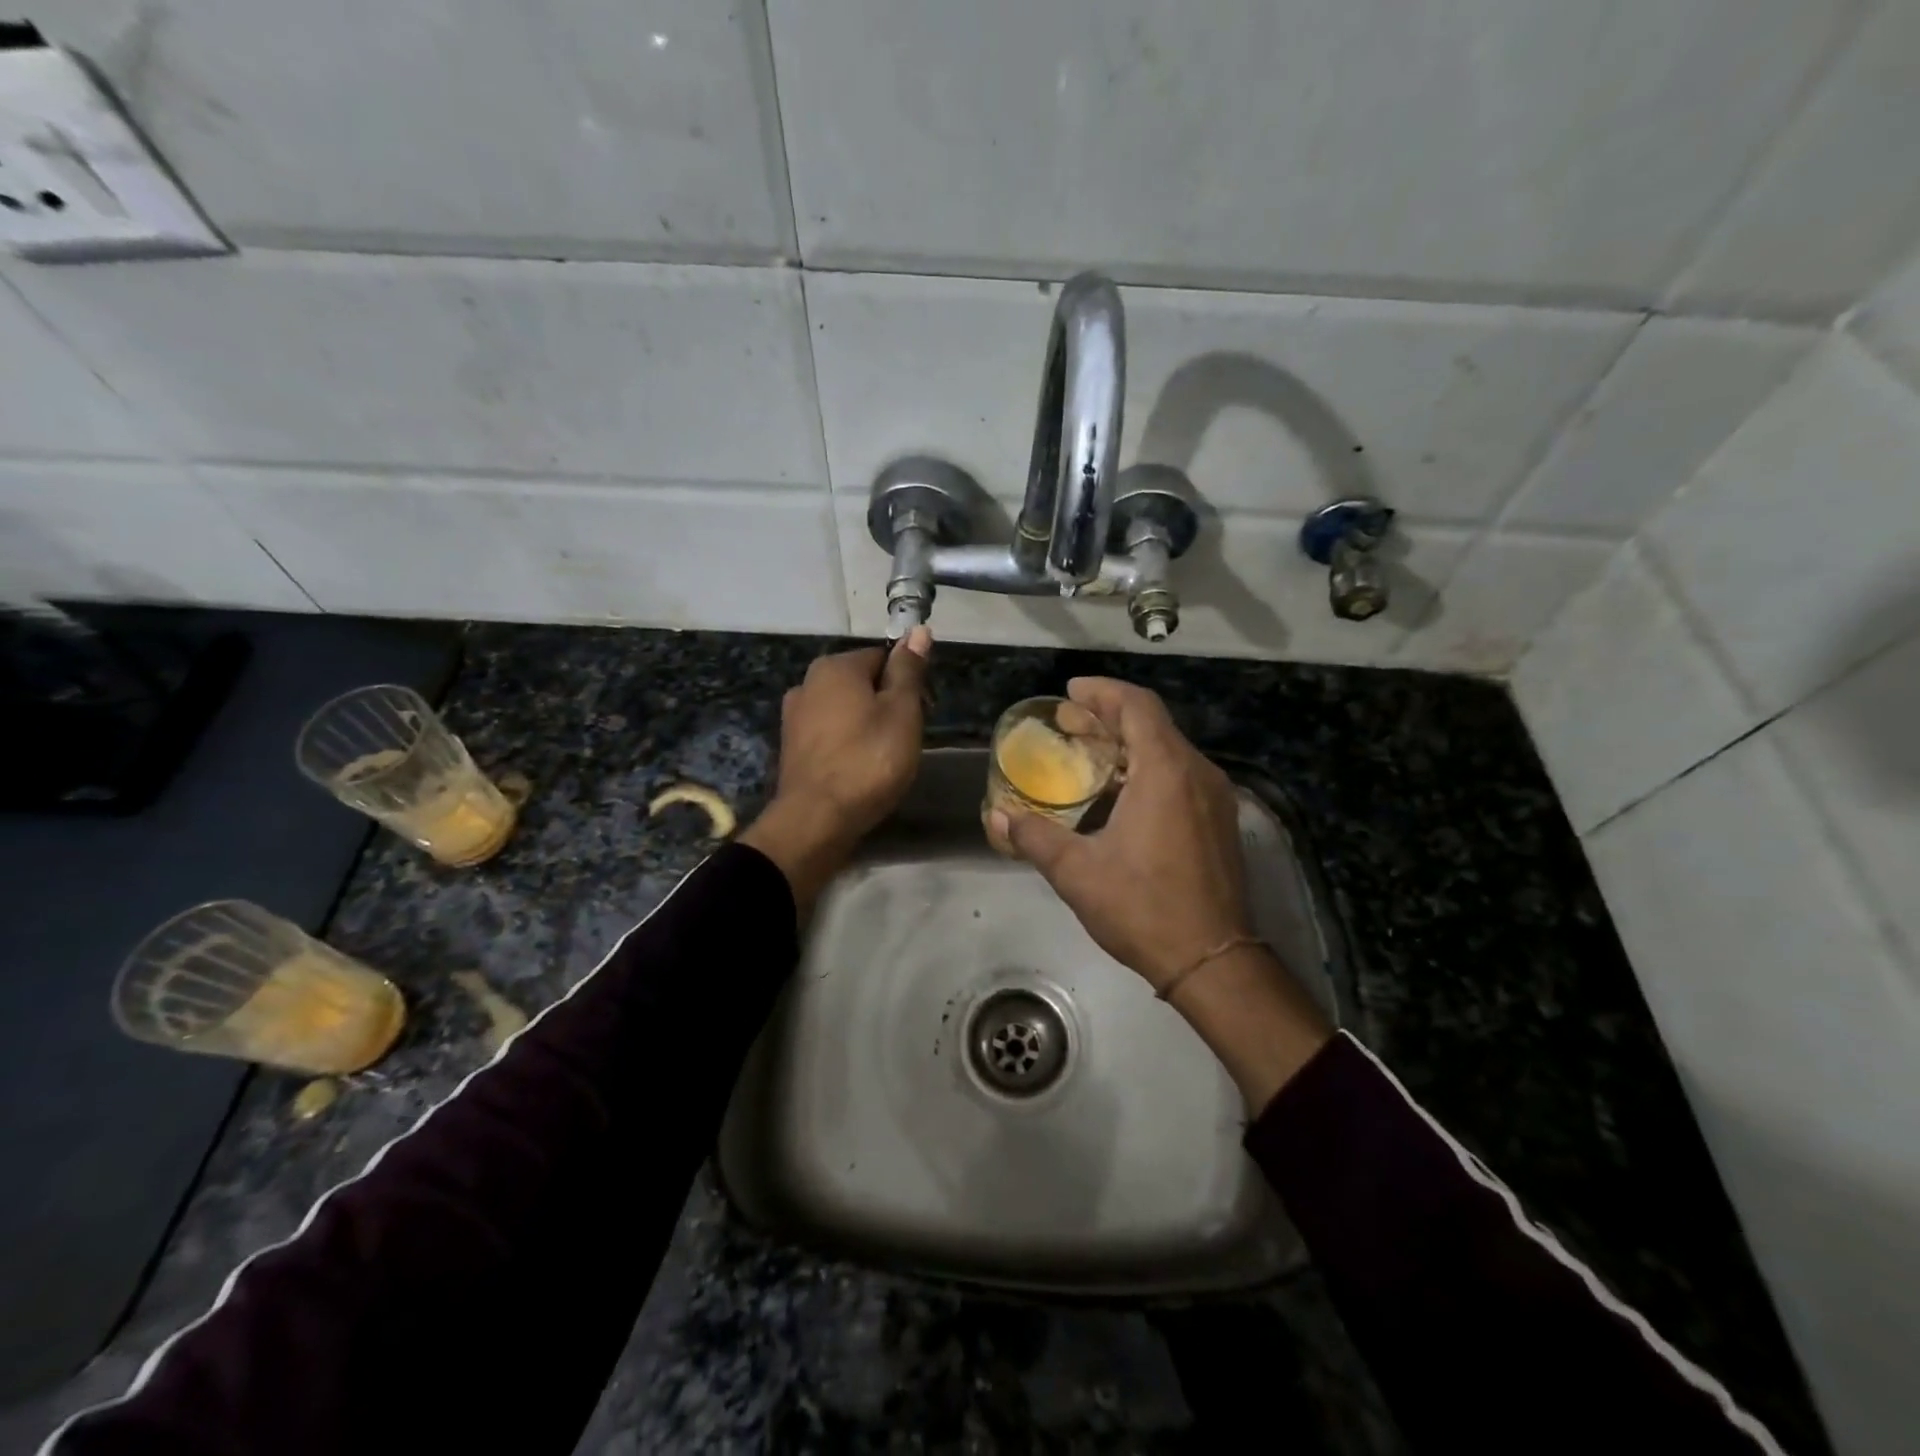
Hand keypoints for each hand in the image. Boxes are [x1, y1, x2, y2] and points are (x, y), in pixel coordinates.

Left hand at [741, 628, 930, 908]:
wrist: (816, 820)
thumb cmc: (869, 761)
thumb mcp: (902, 712)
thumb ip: (909, 670)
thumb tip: (918, 630)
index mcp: (835, 666)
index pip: (884, 657)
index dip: (908, 683)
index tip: (921, 713)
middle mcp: (808, 682)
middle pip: (862, 683)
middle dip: (887, 704)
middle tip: (905, 739)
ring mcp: (795, 716)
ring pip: (845, 709)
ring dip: (867, 725)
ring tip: (884, 758)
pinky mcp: (792, 747)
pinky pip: (830, 734)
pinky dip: (847, 744)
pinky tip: (859, 768)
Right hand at [993, 677, 1332, 1110]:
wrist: (1212, 960)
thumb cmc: (1143, 908)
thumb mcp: (1077, 872)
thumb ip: (1034, 837)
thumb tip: (996, 817)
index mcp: (1166, 771)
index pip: (1137, 706)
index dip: (1102, 692)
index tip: (1070, 692)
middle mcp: (1198, 773)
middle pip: (1153, 724)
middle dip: (1110, 717)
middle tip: (1070, 724)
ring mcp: (1216, 798)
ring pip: (1170, 750)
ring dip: (1130, 743)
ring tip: (1090, 755)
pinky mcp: (1221, 822)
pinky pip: (1182, 775)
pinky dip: (1149, 768)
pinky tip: (1122, 794)